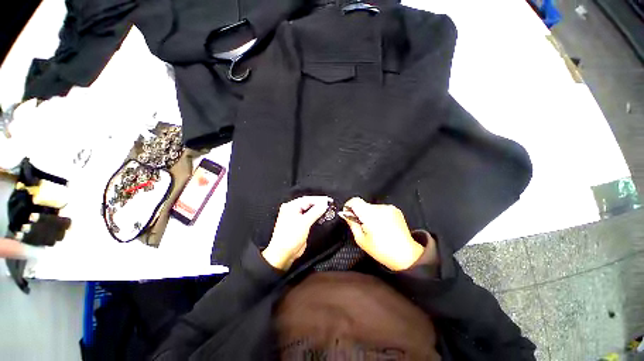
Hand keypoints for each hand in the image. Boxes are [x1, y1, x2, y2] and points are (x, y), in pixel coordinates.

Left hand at [262, 196, 331, 269]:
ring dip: (318, 210)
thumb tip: (324, 204)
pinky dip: (316, 216)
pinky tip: (322, 216)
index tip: (329, 200)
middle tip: (330, 204)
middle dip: (319, 204)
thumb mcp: (304, 222)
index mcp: (290, 207)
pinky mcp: (299, 224)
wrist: (283, 254)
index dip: (319, 199)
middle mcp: (292, 210)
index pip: (307, 199)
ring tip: (328, 210)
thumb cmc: (289, 238)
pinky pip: (309, 217)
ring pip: (309, 210)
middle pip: (308, 203)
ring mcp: (295, 217)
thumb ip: (315, 212)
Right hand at [340, 197, 424, 270]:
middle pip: (363, 205)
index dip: (349, 206)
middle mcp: (380, 208)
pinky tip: (383, 226)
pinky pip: (380, 209)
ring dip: (370, 214)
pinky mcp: (395, 209)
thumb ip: (352, 224)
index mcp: (370, 215)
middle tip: (363, 226)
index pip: (355, 201)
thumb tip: (344, 214)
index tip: (348, 214)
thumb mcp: (361, 240)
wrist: (406, 254)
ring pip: (371, 207)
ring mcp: (389, 208)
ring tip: (375, 229)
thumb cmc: (381, 250)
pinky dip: (378, 215)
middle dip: (360, 213)